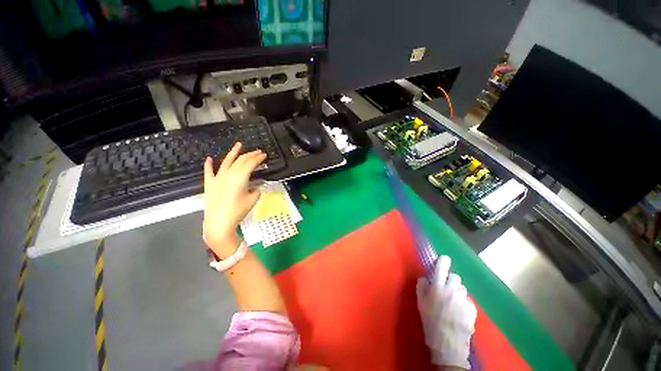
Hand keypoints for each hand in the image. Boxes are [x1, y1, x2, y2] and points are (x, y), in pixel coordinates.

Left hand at [203, 142, 266, 258]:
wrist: (219, 222)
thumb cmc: (238, 210)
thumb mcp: (253, 199)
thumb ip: (256, 189)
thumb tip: (256, 186)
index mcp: (240, 176)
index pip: (251, 163)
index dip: (258, 158)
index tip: (264, 155)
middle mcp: (228, 173)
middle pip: (241, 160)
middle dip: (250, 154)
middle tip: (258, 151)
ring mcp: (217, 178)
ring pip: (226, 162)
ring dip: (233, 153)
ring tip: (238, 145)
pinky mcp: (210, 184)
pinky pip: (208, 171)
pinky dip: (208, 164)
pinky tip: (209, 158)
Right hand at [417, 256, 476, 368]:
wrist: (447, 344)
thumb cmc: (430, 321)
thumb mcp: (420, 302)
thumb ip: (421, 286)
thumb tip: (425, 278)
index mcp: (437, 286)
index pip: (442, 267)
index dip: (443, 261)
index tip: (443, 259)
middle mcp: (452, 289)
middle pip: (455, 276)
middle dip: (450, 280)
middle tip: (445, 289)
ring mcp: (464, 299)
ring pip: (462, 288)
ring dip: (457, 291)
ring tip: (452, 302)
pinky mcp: (472, 309)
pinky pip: (467, 300)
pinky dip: (463, 302)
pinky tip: (459, 312)